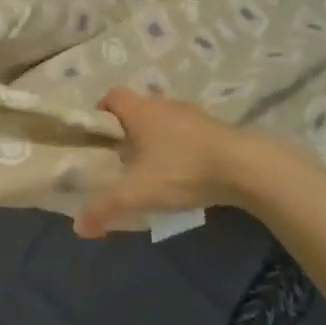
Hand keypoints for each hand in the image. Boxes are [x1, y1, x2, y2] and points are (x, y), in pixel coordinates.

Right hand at [74, 88, 248, 237]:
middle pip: (136, 110)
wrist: (246, 167)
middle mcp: (164, 105)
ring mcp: (193, 116)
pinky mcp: (214, 131)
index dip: (100, 114)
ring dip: (154, 141)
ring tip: (151, 171)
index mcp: (141, 110)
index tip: (97, 140)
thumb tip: (79, 227)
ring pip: (163, 122)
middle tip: (120, 161)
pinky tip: (182, 175)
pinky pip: (186, 134)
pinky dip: (179, 149)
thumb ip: (105, 206)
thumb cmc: (183, 169)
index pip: (111, 96)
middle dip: (126, 133)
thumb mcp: (138, 192)